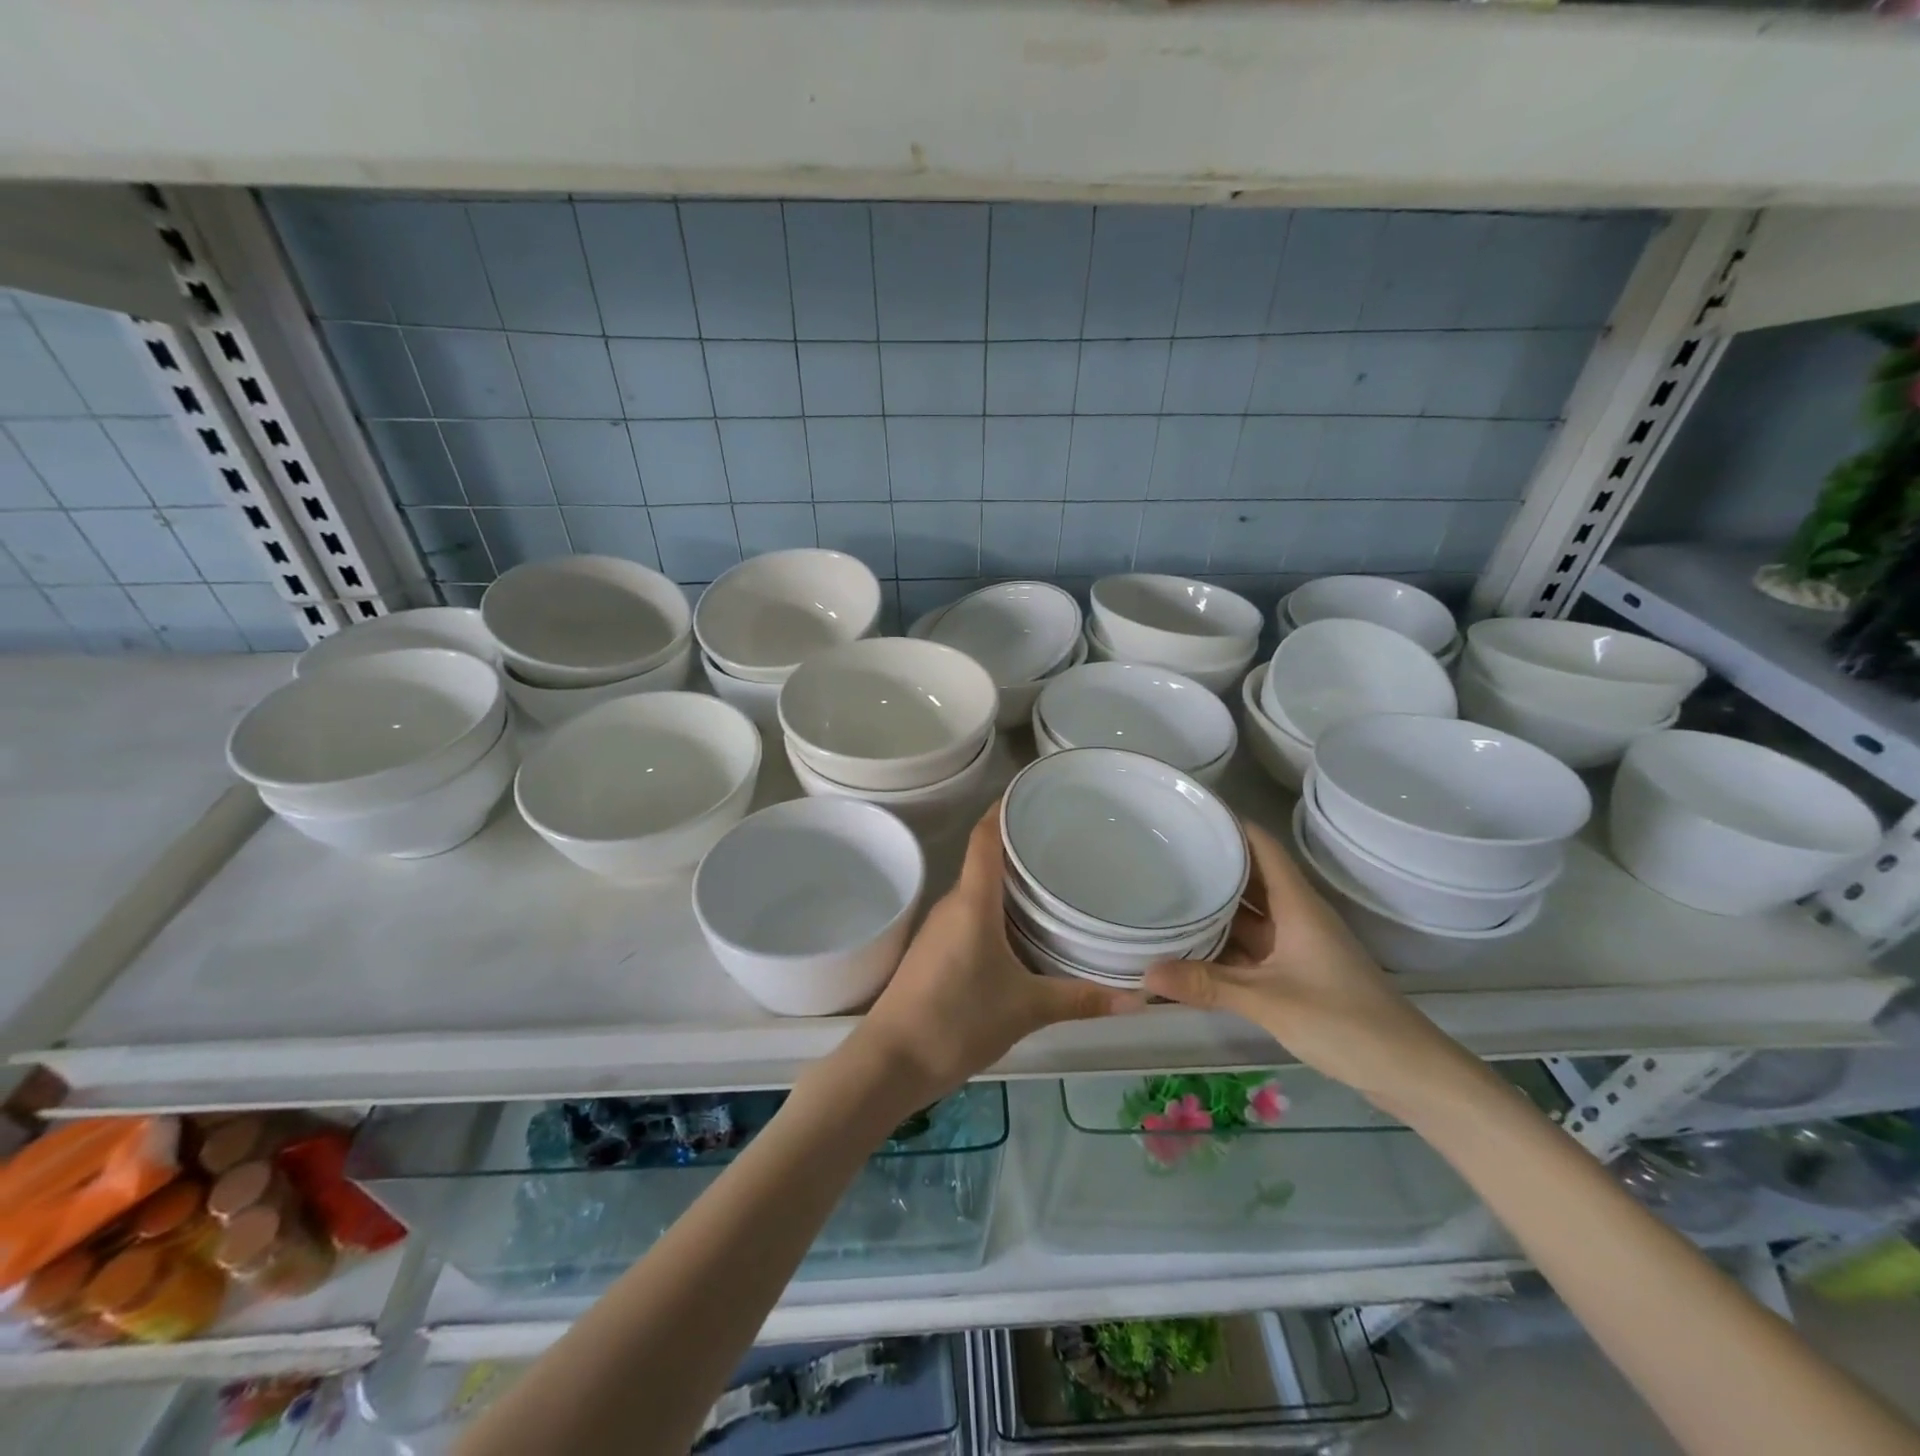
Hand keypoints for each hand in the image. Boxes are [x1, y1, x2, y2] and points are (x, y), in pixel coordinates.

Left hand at [856, 801, 1141, 1098]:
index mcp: (972, 900)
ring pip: (980, 890)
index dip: (1005, 806)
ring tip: (1054, 880)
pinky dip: (998, 910)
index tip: (1036, 790)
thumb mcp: (1026, 1009)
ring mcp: (940, 927)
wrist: (890, 1062)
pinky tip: (1024, 929)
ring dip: (1011, 882)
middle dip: (1022, 846)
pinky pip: (972, 915)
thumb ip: (1079, 999)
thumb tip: (1137, 999)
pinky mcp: (935, 951)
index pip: (986, 835)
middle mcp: (953, 903)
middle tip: (1067, 841)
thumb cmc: (957, 1020)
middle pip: (987, 860)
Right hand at [1143, 821, 1474, 1112]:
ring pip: (1249, 913)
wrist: (1409, 1072)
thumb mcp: (1270, 1001)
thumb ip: (1208, 985)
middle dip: (1211, 863)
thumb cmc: (1345, 1022)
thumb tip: (1146, 972)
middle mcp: (1296, 915)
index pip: (1261, 845)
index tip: (1187, 813)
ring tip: (1165, 891)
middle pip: (1250, 876)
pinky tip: (1191, 944)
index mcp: (1297, 904)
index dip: (1228, 824)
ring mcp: (1296, 944)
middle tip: (1160, 852)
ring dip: (1214, 905)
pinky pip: (1252, 945)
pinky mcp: (1296, 971)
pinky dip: (1223, 942)